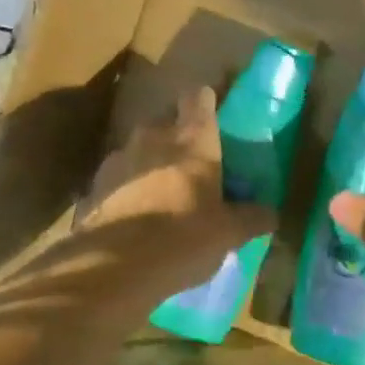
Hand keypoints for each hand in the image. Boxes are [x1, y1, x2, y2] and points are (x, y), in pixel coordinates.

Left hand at [77, 86, 276, 300]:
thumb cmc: (183, 238)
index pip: (198, 98)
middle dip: (177, 136)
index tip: (213, 113)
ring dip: (149, 163)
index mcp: (192, 140)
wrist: (113, 266)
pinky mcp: (93, 186)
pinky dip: (126, 189)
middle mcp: (152, 137)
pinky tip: (133, 216)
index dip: (206, 102)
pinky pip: (116, 178)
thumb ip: (251, 218)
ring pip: (138, 149)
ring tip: (160, 193)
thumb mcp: (228, 233)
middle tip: (191, 164)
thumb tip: (271, 214)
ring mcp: (118, 159)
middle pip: (166, 121)